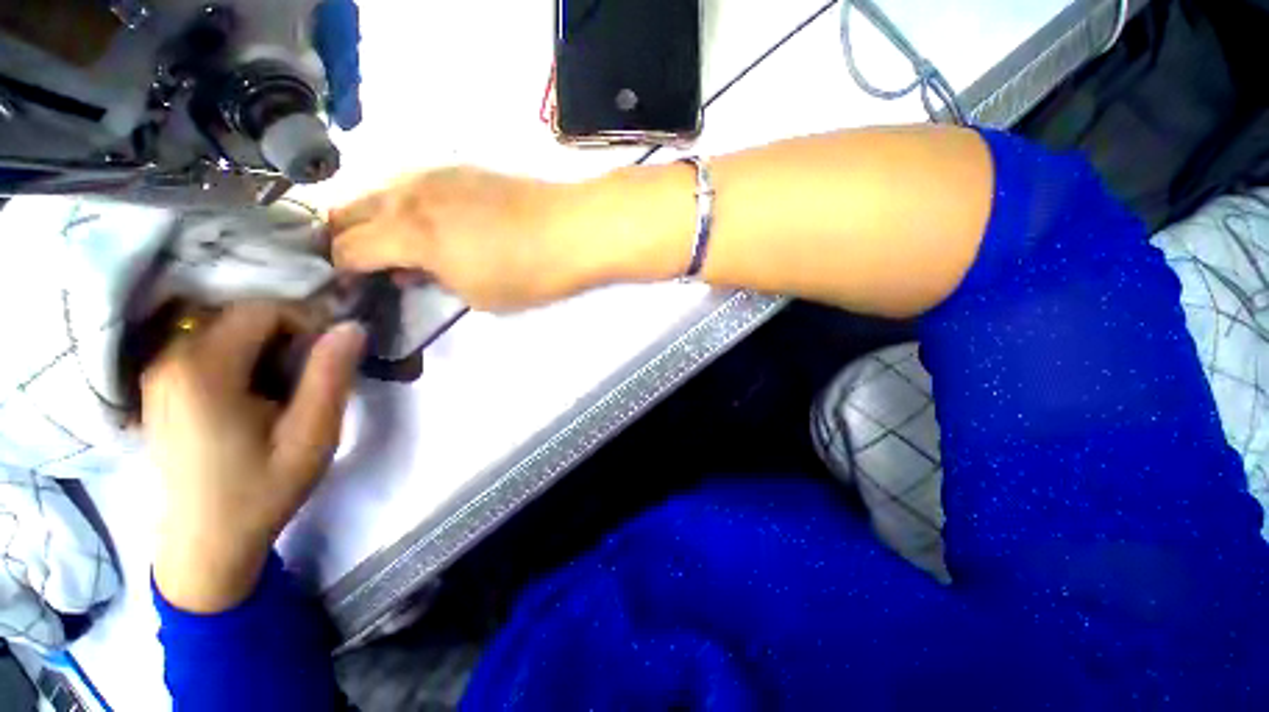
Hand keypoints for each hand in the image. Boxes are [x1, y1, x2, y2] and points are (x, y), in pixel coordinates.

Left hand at [143, 303, 364, 612]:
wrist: (205, 544)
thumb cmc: (261, 491)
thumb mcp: (312, 436)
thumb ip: (331, 376)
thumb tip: (351, 327)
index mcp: (203, 370)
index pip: (262, 310)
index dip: (306, 323)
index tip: (328, 359)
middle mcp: (169, 360)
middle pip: (240, 316)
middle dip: (286, 337)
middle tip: (309, 380)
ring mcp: (158, 374)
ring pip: (225, 330)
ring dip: (265, 349)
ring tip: (284, 392)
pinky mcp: (160, 388)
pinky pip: (208, 349)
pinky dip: (242, 359)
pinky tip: (254, 398)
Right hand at [330, 168, 616, 310]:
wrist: (574, 230)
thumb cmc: (527, 273)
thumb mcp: (475, 295)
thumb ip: (435, 282)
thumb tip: (414, 270)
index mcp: (407, 231)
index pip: (346, 248)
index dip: (339, 271)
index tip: (348, 288)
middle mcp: (410, 192)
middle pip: (350, 209)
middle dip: (344, 239)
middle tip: (362, 266)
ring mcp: (436, 174)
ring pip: (381, 191)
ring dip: (375, 219)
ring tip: (397, 247)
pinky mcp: (463, 169)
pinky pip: (414, 185)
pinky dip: (406, 205)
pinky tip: (430, 225)